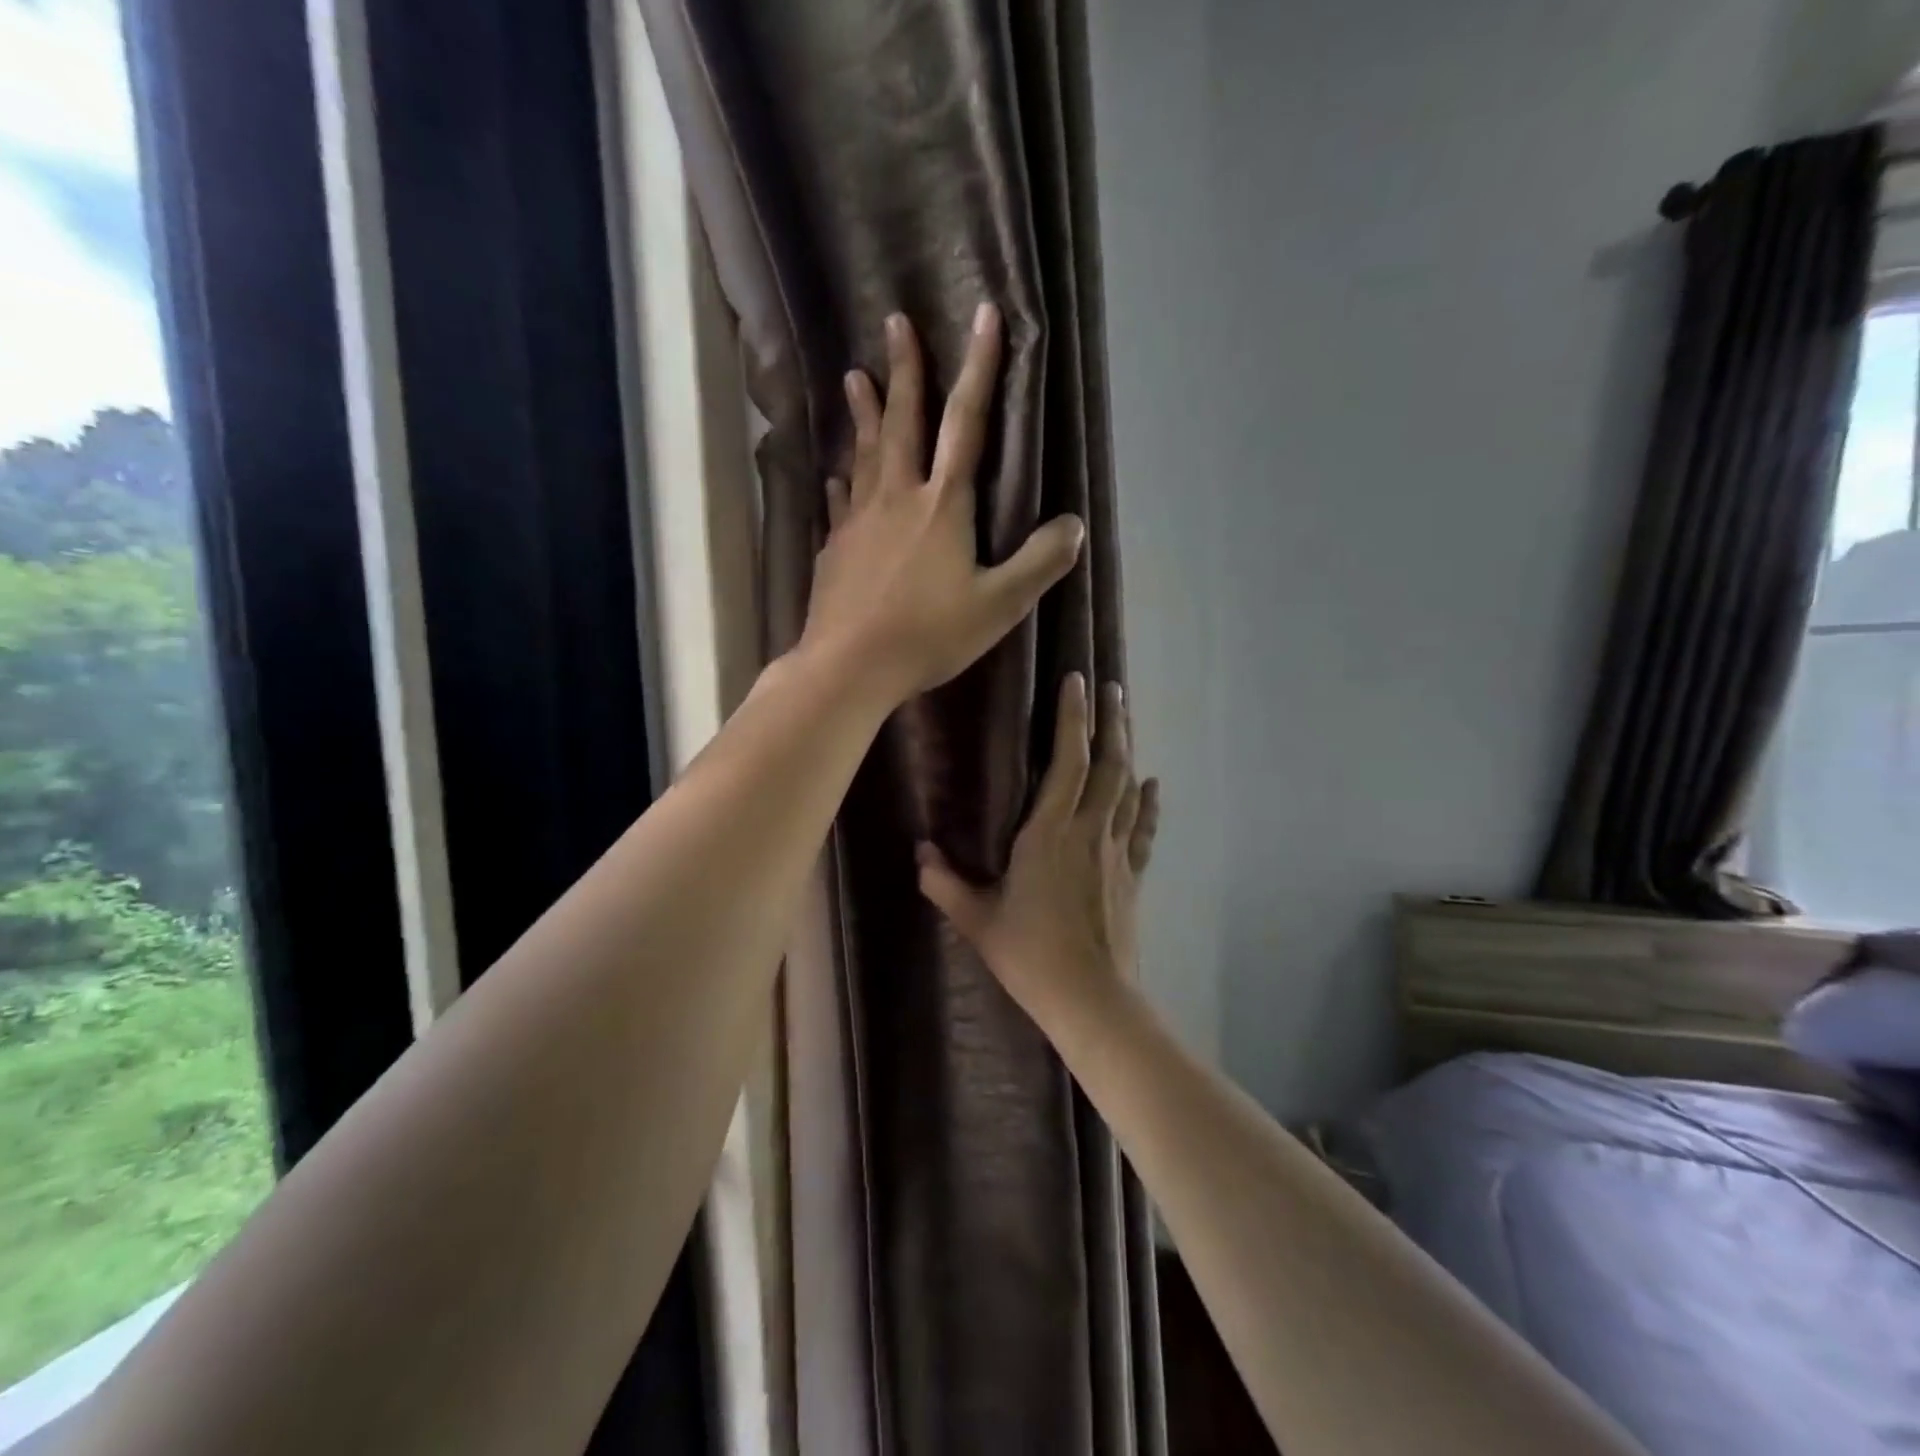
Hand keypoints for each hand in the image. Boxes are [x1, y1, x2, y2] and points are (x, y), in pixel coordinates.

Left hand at [800, 304, 1084, 702]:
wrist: (849, 665)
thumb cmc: (927, 635)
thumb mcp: (998, 606)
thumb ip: (1038, 564)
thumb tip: (1073, 525)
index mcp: (942, 505)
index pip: (965, 423)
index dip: (979, 368)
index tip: (983, 314)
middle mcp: (897, 498)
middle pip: (902, 423)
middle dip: (904, 370)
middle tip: (894, 322)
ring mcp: (859, 521)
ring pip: (864, 454)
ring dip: (863, 413)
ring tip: (854, 377)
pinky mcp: (835, 548)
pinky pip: (841, 501)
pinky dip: (843, 480)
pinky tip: (836, 474)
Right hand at [917, 673, 1159, 1019]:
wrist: (1092, 1000)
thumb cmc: (1030, 956)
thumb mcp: (977, 920)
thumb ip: (945, 882)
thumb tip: (919, 851)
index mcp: (1049, 833)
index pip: (1068, 761)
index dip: (1073, 718)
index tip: (1077, 680)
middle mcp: (1088, 831)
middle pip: (1108, 763)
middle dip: (1109, 720)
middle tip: (1111, 684)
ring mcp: (1116, 852)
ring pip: (1128, 787)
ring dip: (1128, 748)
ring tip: (1126, 715)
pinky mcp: (1133, 875)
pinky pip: (1143, 829)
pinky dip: (1148, 803)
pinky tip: (1153, 783)